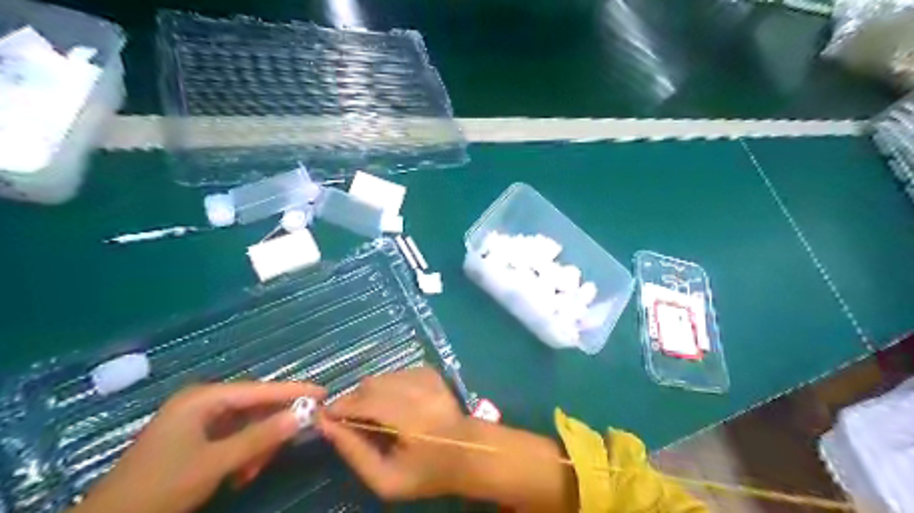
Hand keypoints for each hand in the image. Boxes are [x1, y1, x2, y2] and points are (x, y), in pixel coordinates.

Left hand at [75, 381, 323, 512]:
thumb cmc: (161, 487)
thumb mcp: (215, 463)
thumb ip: (261, 437)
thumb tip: (303, 415)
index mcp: (203, 398)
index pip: (260, 390)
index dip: (293, 391)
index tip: (323, 393)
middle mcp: (202, 402)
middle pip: (254, 406)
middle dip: (271, 428)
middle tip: (287, 446)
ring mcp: (197, 420)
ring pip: (246, 425)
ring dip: (256, 446)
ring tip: (252, 471)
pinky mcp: (195, 438)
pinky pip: (233, 437)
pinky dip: (243, 453)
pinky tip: (240, 473)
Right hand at [318, 368, 470, 500]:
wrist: (468, 452)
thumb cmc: (427, 472)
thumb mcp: (386, 479)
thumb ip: (354, 452)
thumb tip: (326, 425)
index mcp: (409, 418)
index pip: (364, 402)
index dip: (340, 407)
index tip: (327, 417)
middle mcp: (418, 391)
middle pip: (371, 384)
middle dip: (354, 400)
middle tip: (352, 419)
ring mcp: (426, 378)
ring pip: (382, 376)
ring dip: (371, 392)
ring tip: (375, 413)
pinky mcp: (430, 372)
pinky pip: (396, 372)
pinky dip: (388, 385)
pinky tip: (395, 402)